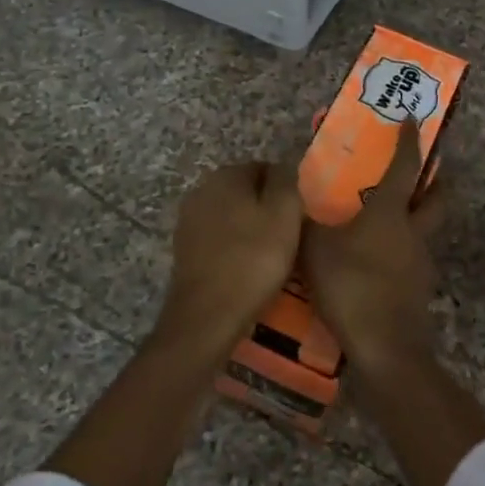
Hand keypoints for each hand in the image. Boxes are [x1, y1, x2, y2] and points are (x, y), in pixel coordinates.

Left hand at [157, 161, 302, 361]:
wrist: (207, 317)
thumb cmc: (252, 260)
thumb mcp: (285, 214)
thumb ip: (287, 182)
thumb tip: (285, 169)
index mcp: (225, 175)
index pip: (265, 168)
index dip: (286, 191)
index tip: (299, 216)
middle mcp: (201, 189)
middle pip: (247, 191)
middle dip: (267, 209)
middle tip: (290, 236)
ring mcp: (189, 220)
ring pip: (232, 216)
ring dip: (251, 229)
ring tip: (272, 255)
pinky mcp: (185, 249)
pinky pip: (219, 239)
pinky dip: (235, 248)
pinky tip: (248, 268)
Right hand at [300, 116, 444, 369]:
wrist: (385, 347)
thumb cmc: (351, 285)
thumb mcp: (315, 248)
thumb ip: (306, 221)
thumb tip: (296, 197)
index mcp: (391, 212)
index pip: (406, 166)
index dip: (409, 141)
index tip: (413, 119)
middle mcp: (414, 231)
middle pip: (437, 197)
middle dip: (434, 180)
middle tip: (420, 172)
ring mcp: (421, 261)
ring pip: (425, 229)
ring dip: (413, 218)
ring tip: (381, 222)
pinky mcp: (419, 289)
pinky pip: (411, 258)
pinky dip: (399, 251)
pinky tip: (375, 262)